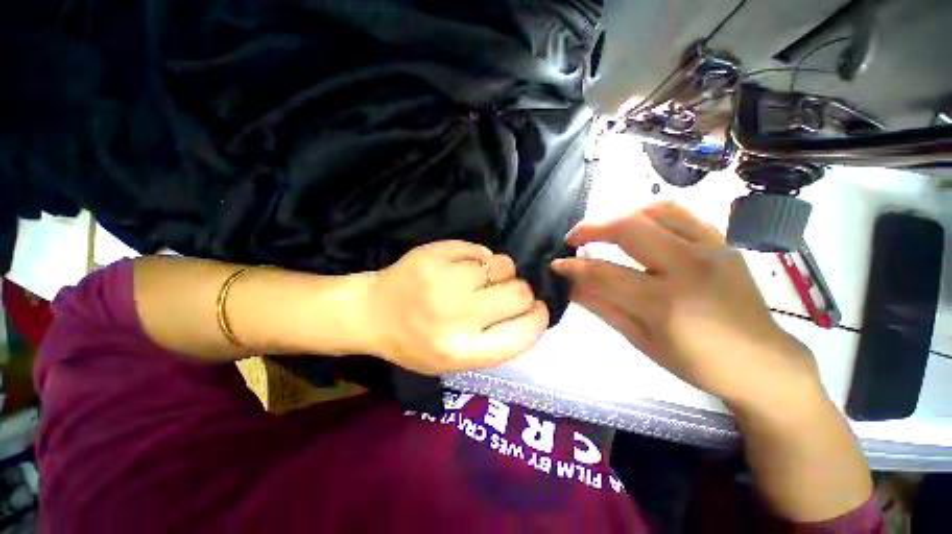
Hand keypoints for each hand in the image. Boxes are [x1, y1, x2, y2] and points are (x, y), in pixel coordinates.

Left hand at [367, 241, 548, 374]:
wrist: (373, 312)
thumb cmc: (415, 342)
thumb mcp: (456, 360)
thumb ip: (496, 342)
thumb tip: (531, 312)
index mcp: (462, 351)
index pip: (523, 333)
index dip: (538, 319)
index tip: (537, 311)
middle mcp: (456, 316)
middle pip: (519, 293)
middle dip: (521, 293)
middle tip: (504, 294)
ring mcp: (444, 280)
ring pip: (503, 265)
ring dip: (501, 272)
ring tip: (482, 279)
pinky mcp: (435, 254)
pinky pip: (480, 250)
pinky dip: (480, 259)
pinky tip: (465, 267)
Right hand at [551, 202, 821, 410]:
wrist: (762, 361)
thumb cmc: (696, 362)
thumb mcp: (640, 340)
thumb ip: (602, 306)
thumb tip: (570, 285)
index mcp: (666, 303)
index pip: (604, 273)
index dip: (573, 267)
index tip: (556, 264)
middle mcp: (689, 266)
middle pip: (628, 229)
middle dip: (590, 228)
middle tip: (572, 239)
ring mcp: (711, 248)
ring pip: (654, 210)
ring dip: (618, 215)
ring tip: (602, 229)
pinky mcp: (722, 241)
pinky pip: (680, 212)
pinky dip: (648, 212)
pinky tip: (636, 226)